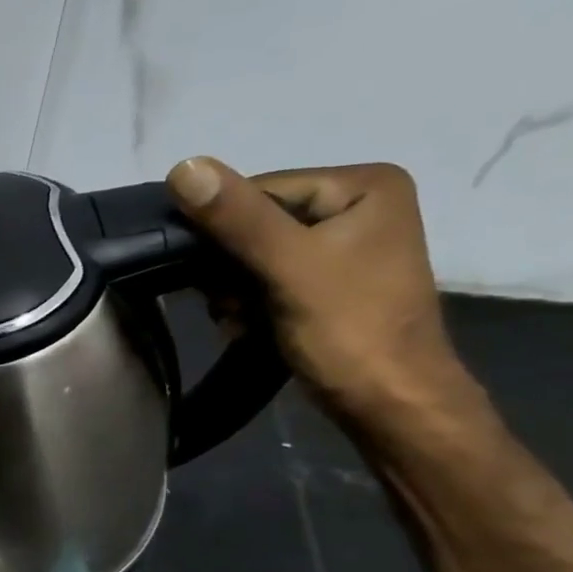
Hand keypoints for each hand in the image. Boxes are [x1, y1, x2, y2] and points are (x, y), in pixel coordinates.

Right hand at [166, 156, 475, 434]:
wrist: (390, 405)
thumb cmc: (348, 330)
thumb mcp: (288, 267)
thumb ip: (237, 218)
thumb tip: (182, 166)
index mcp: (362, 185)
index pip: (258, 190)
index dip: (220, 230)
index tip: (205, 274)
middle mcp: (356, 206)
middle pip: (254, 223)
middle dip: (229, 269)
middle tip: (230, 305)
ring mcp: (342, 247)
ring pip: (253, 256)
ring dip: (233, 292)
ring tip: (242, 320)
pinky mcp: (327, 283)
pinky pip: (266, 279)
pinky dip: (248, 305)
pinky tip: (249, 327)